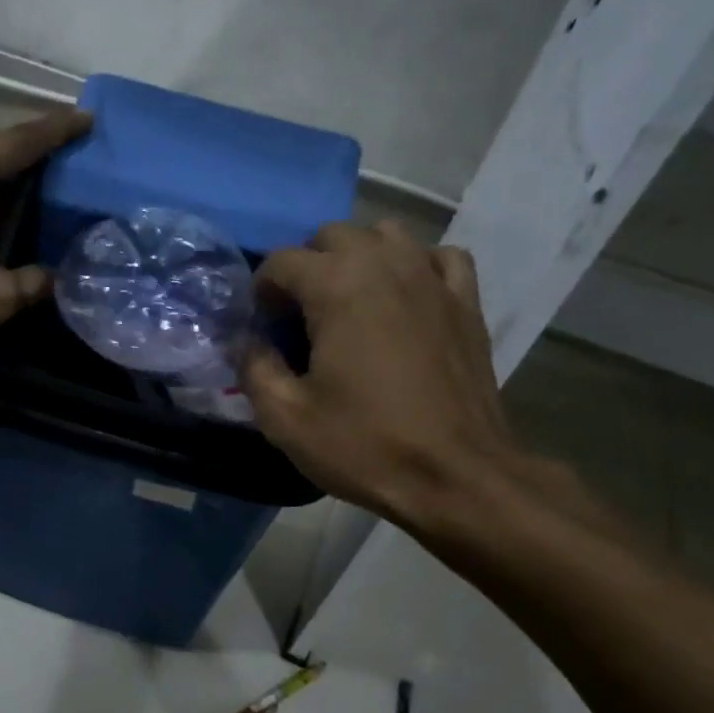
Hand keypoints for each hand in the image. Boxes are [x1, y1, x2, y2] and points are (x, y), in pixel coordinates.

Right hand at [242, 222, 532, 537]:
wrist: (456, 477)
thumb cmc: (365, 445)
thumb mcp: (285, 418)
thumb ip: (254, 368)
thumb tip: (247, 342)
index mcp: (336, 287)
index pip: (281, 261)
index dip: (262, 292)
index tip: (263, 329)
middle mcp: (385, 265)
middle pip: (332, 236)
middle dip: (307, 268)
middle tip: (301, 318)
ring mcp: (432, 278)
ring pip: (386, 235)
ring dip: (358, 258)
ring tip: (350, 302)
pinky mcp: (467, 302)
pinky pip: (438, 257)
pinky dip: (416, 266)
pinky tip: (406, 297)